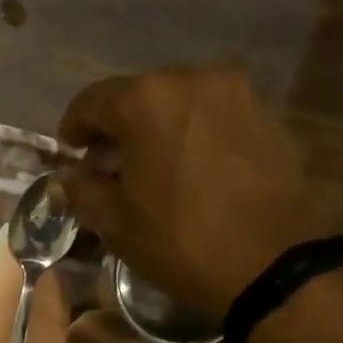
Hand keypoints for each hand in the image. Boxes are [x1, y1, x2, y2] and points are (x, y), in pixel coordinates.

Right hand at [58, 66, 329, 313]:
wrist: (272, 263)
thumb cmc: (180, 239)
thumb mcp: (114, 221)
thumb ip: (82, 189)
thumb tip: (71, 177)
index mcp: (146, 100)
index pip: (92, 101)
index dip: (74, 128)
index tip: (70, 154)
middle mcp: (192, 79)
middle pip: (137, 96)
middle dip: (117, 128)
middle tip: (109, 166)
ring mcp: (235, 92)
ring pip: (177, 102)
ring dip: (156, 129)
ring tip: (152, 169)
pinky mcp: (266, 113)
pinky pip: (212, 115)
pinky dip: (191, 134)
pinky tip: (189, 169)